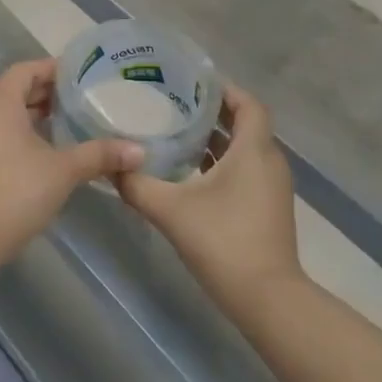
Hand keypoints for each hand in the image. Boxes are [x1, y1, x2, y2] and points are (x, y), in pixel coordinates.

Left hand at [0, 58, 143, 267]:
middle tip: (80, 98)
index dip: (52, 69)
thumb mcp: (63, 170)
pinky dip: (20, 131)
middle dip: (45, 92)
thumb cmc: (16, 191)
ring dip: (32, 113)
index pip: (26, 70)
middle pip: (14, 89)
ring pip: (5, 113)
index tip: (81, 75)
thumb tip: (140, 151)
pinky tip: (45, 149)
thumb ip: (100, 155)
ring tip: (67, 121)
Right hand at [116, 83, 301, 313]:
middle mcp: (269, 161)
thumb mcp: (171, 210)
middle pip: (245, 124)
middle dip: (212, 112)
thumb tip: (110, 167)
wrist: (267, 299)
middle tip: (174, 103)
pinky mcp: (267, 208)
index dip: (223, 89)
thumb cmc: (223, 241)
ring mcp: (272, 187)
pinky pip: (246, 170)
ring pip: (245, 149)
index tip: (191, 82)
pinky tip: (190, 173)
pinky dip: (222, 163)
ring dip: (216, 139)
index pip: (247, 103)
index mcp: (254, 150)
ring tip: (177, 132)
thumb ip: (137, 185)